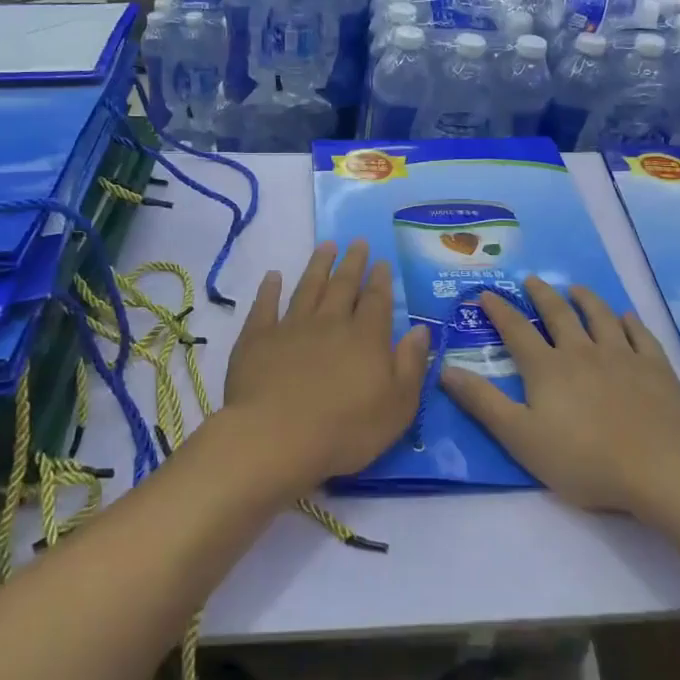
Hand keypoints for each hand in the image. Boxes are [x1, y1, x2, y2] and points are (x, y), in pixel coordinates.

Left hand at [221, 240, 428, 491]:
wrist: (277, 438)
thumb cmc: (346, 430)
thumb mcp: (398, 406)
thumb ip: (411, 365)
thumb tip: (421, 330)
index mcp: (366, 337)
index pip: (376, 300)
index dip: (380, 280)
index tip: (381, 261)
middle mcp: (330, 323)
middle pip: (343, 285)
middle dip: (352, 263)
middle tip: (357, 242)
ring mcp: (291, 327)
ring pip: (308, 287)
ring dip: (318, 265)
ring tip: (326, 245)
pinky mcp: (258, 339)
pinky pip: (265, 306)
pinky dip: (269, 289)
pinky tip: (273, 276)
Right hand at [440, 277, 679, 516]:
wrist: (660, 469)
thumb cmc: (584, 460)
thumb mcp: (520, 437)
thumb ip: (482, 402)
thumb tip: (444, 369)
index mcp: (547, 368)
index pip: (516, 330)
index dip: (499, 310)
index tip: (487, 294)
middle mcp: (582, 351)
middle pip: (559, 314)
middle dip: (542, 295)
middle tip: (532, 279)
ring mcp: (622, 356)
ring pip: (600, 317)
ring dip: (586, 299)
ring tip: (576, 288)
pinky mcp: (655, 368)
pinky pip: (640, 335)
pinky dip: (630, 322)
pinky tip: (626, 317)